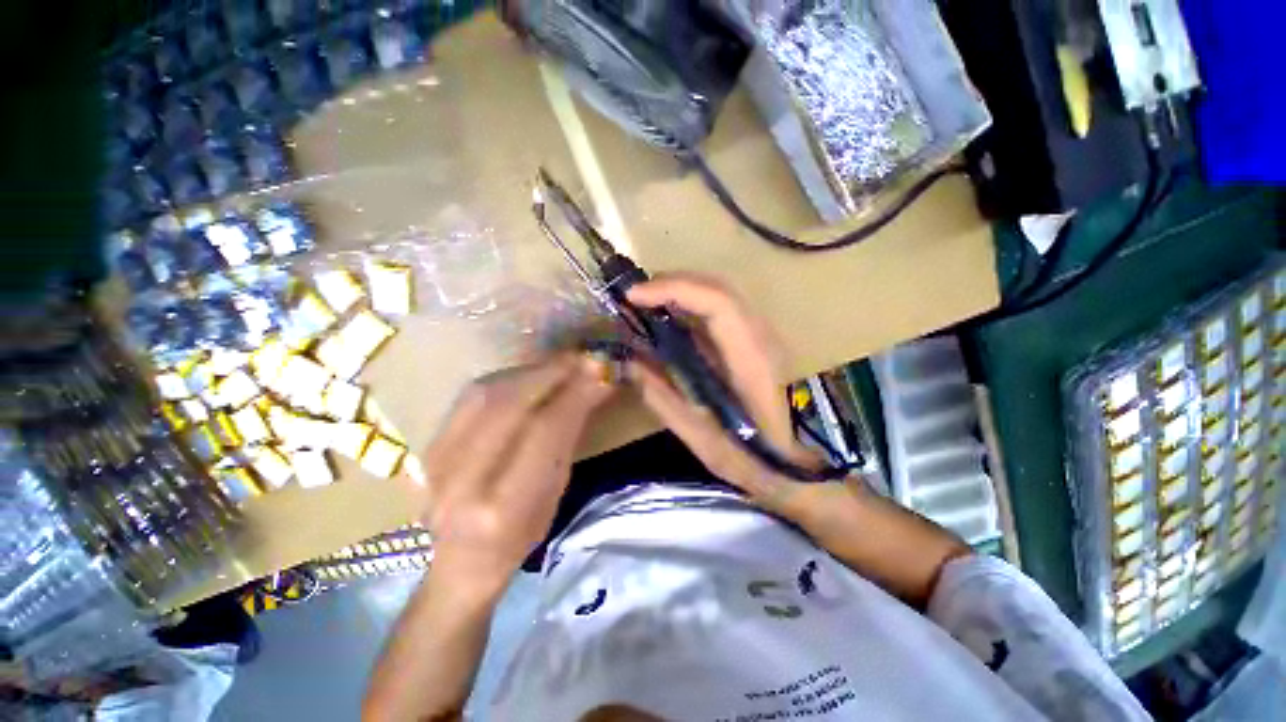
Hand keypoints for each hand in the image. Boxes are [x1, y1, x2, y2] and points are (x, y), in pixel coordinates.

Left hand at [420, 353, 613, 597]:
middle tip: (581, 358)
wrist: (460, 562)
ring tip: (560, 364)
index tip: (600, 372)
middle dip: (552, 374)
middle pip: (509, 406)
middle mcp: (462, 482)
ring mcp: (436, 461)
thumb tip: (594, 388)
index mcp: (503, 509)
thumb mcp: (555, 494)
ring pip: (486, 394)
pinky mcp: (428, 445)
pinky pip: (471, 397)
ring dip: (530, 372)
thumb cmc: (521, 537)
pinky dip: (507, 378)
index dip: (575, 395)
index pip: (544, 433)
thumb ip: (569, 437)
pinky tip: (529, 375)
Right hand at [625, 274, 823, 514]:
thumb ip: (662, 397)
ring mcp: (762, 336)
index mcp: (751, 360)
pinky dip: (692, 305)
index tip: (633, 295)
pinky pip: (722, 310)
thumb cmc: (754, 459)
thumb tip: (629, 363)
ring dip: (681, 291)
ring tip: (647, 303)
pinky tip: (670, 318)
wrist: (800, 468)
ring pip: (721, 294)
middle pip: (718, 287)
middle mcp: (761, 337)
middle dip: (672, 283)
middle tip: (635, 296)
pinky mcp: (756, 342)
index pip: (717, 302)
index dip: (673, 289)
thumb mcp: (701, 438)